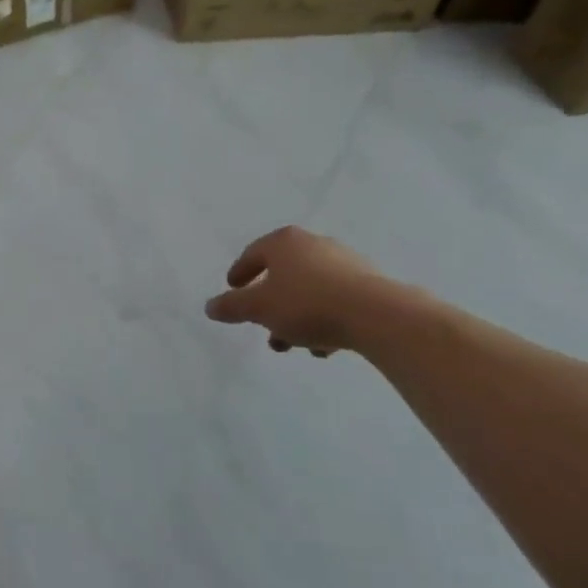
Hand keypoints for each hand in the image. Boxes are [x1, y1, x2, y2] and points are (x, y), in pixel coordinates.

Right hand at [204, 227, 399, 356]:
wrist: (378, 316)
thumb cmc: (307, 303)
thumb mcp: (258, 308)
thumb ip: (230, 307)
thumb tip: (209, 307)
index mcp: (284, 242)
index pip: (252, 254)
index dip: (239, 273)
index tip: (233, 289)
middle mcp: (314, 244)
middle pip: (283, 274)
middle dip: (270, 304)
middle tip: (262, 326)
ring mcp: (346, 262)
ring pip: (310, 290)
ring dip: (296, 316)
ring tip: (293, 344)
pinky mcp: (370, 284)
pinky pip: (336, 300)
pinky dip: (324, 319)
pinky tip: (323, 345)